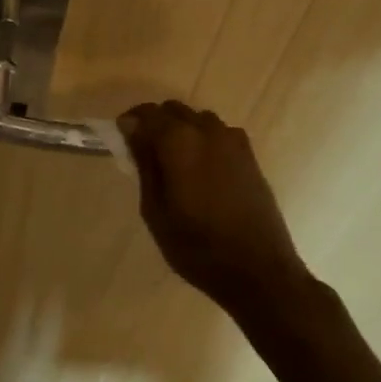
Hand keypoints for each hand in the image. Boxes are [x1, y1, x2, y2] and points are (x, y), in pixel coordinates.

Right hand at [118, 101, 311, 319]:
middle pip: (174, 110)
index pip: (147, 114)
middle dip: (156, 124)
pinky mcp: (250, 156)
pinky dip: (204, 141)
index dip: (131, 122)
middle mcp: (208, 130)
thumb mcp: (155, 209)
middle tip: (144, 154)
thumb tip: (132, 129)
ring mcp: (233, 141)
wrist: (259, 271)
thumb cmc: (197, 246)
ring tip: (174, 163)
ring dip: (182, 130)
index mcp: (180, 141)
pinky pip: (219, 134)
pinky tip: (201, 171)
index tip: (122, 140)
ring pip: (198, 119)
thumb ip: (144, 163)